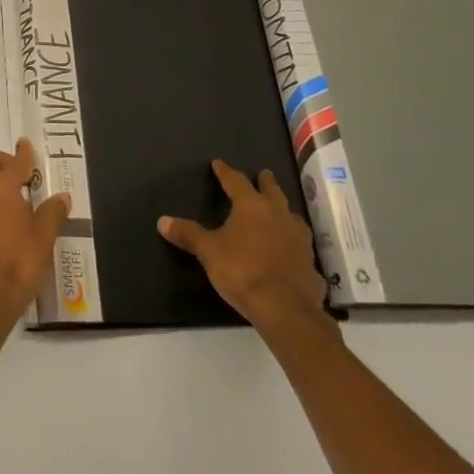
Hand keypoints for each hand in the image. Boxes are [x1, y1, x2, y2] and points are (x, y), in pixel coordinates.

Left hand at [0, 138, 70, 326]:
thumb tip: (61, 197)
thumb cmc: (19, 262)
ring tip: (11, 199)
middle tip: (19, 176)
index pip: (15, 161)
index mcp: (1, 185)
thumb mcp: (44, 238)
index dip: (24, 153)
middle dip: (1, 160)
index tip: (27, 145)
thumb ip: (52, 212)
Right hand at [158, 160, 334, 352]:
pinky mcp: (310, 265)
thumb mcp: (209, 251)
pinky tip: (291, 253)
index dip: (226, 172)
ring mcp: (299, 240)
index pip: (236, 181)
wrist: (286, 310)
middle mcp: (279, 216)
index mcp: (252, 206)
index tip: (219, 163)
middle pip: (272, 191)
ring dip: (285, 211)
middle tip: (263, 174)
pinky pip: (301, 248)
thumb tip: (162, 220)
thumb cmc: (243, 271)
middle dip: (265, 182)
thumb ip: (188, 234)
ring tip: (280, 211)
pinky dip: (294, 245)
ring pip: (292, 217)